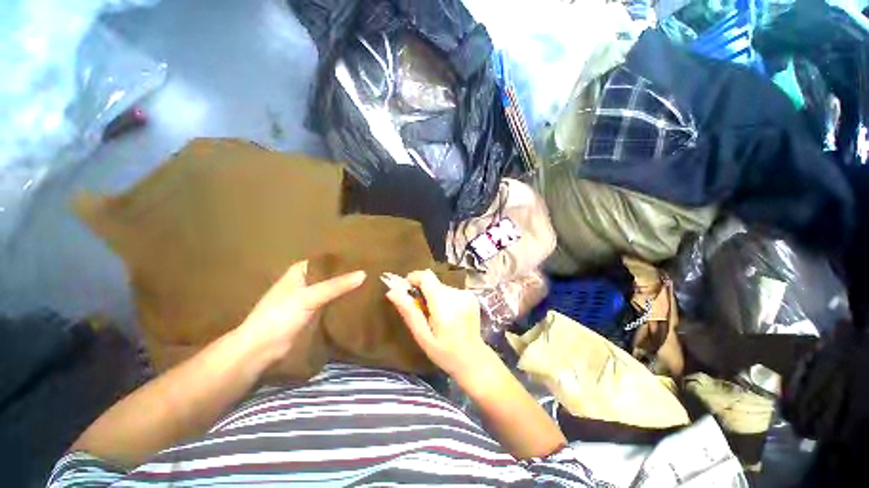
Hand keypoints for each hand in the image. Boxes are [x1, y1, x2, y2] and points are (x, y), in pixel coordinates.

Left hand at [238, 260, 365, 363]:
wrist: (261, 349)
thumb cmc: (280, 316)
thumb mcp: (309, 297)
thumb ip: (336, 285)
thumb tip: (364, 274)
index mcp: (301, 270)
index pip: (328, 260)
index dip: (345, 259)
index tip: (366, 259)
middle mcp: (306, 281)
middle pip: (332, 274)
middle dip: (349, 274)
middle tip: (374, 272)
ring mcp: (310, 297)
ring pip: (333, 288)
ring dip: (347, 288)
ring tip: (372, 283)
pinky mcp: (314, 313)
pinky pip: (333, 302)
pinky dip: (343, 300)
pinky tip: (360, 299)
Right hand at [386, 269, 492, 379]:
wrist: (474, 359)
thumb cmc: (445, 353)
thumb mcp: (423, 336)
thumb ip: (409, 312)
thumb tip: (392, 292)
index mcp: (444, 304)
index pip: (426, 276)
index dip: (414, 278)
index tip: (408, 291)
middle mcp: (457, 294)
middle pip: (433, 282)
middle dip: (423, 291)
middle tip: (421, 311)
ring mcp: (466, 294)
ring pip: (441, 286)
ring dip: (434, 296)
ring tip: (436, 316)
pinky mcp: (472, 296)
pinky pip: (451, 291)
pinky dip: (445, 299)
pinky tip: (448, 315)